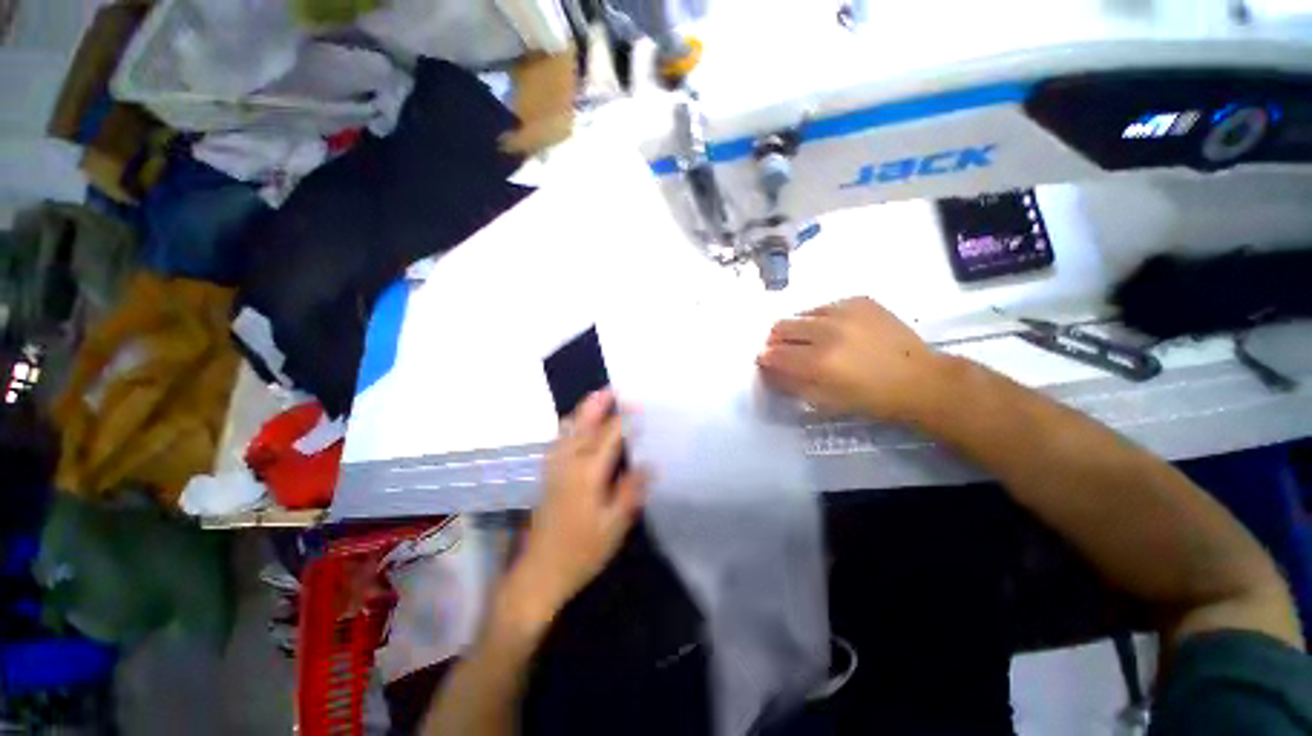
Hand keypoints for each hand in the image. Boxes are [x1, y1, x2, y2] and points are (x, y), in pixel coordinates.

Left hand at [501, 390, 647, 630]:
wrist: (538, 572)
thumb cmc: (581, 551)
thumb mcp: (614, 525)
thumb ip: (631, 491)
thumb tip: (649, 465)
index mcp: (588, 472)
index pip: (609, 435)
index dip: (624, 419)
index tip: (638, 406)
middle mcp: (568, 462)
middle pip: (582, 424)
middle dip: (597, 403)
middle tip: (612, 389)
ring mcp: (554, 467)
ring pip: (567, 429)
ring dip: (583, 411)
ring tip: (598, 400)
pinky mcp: (547, 475)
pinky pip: (559, 439)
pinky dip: (570, 425)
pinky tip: (577, 426)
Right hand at [757, 297, 944, 422]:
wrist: (919, 379)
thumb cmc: (870, 398)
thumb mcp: (825, 401)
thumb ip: (791, 383)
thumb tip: (770, 369)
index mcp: (818, 362)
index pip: (774, 353)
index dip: (765, 358)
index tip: (767, 361)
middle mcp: (827, 331)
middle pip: (781, 326)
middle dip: (776, 340)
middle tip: (785, 350)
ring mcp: (844, 311)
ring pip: (802, 313)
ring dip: (799, 328)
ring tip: (812, 340)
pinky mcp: (859, 300)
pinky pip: (825, 306)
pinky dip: (821, 319)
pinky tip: (835, 330)